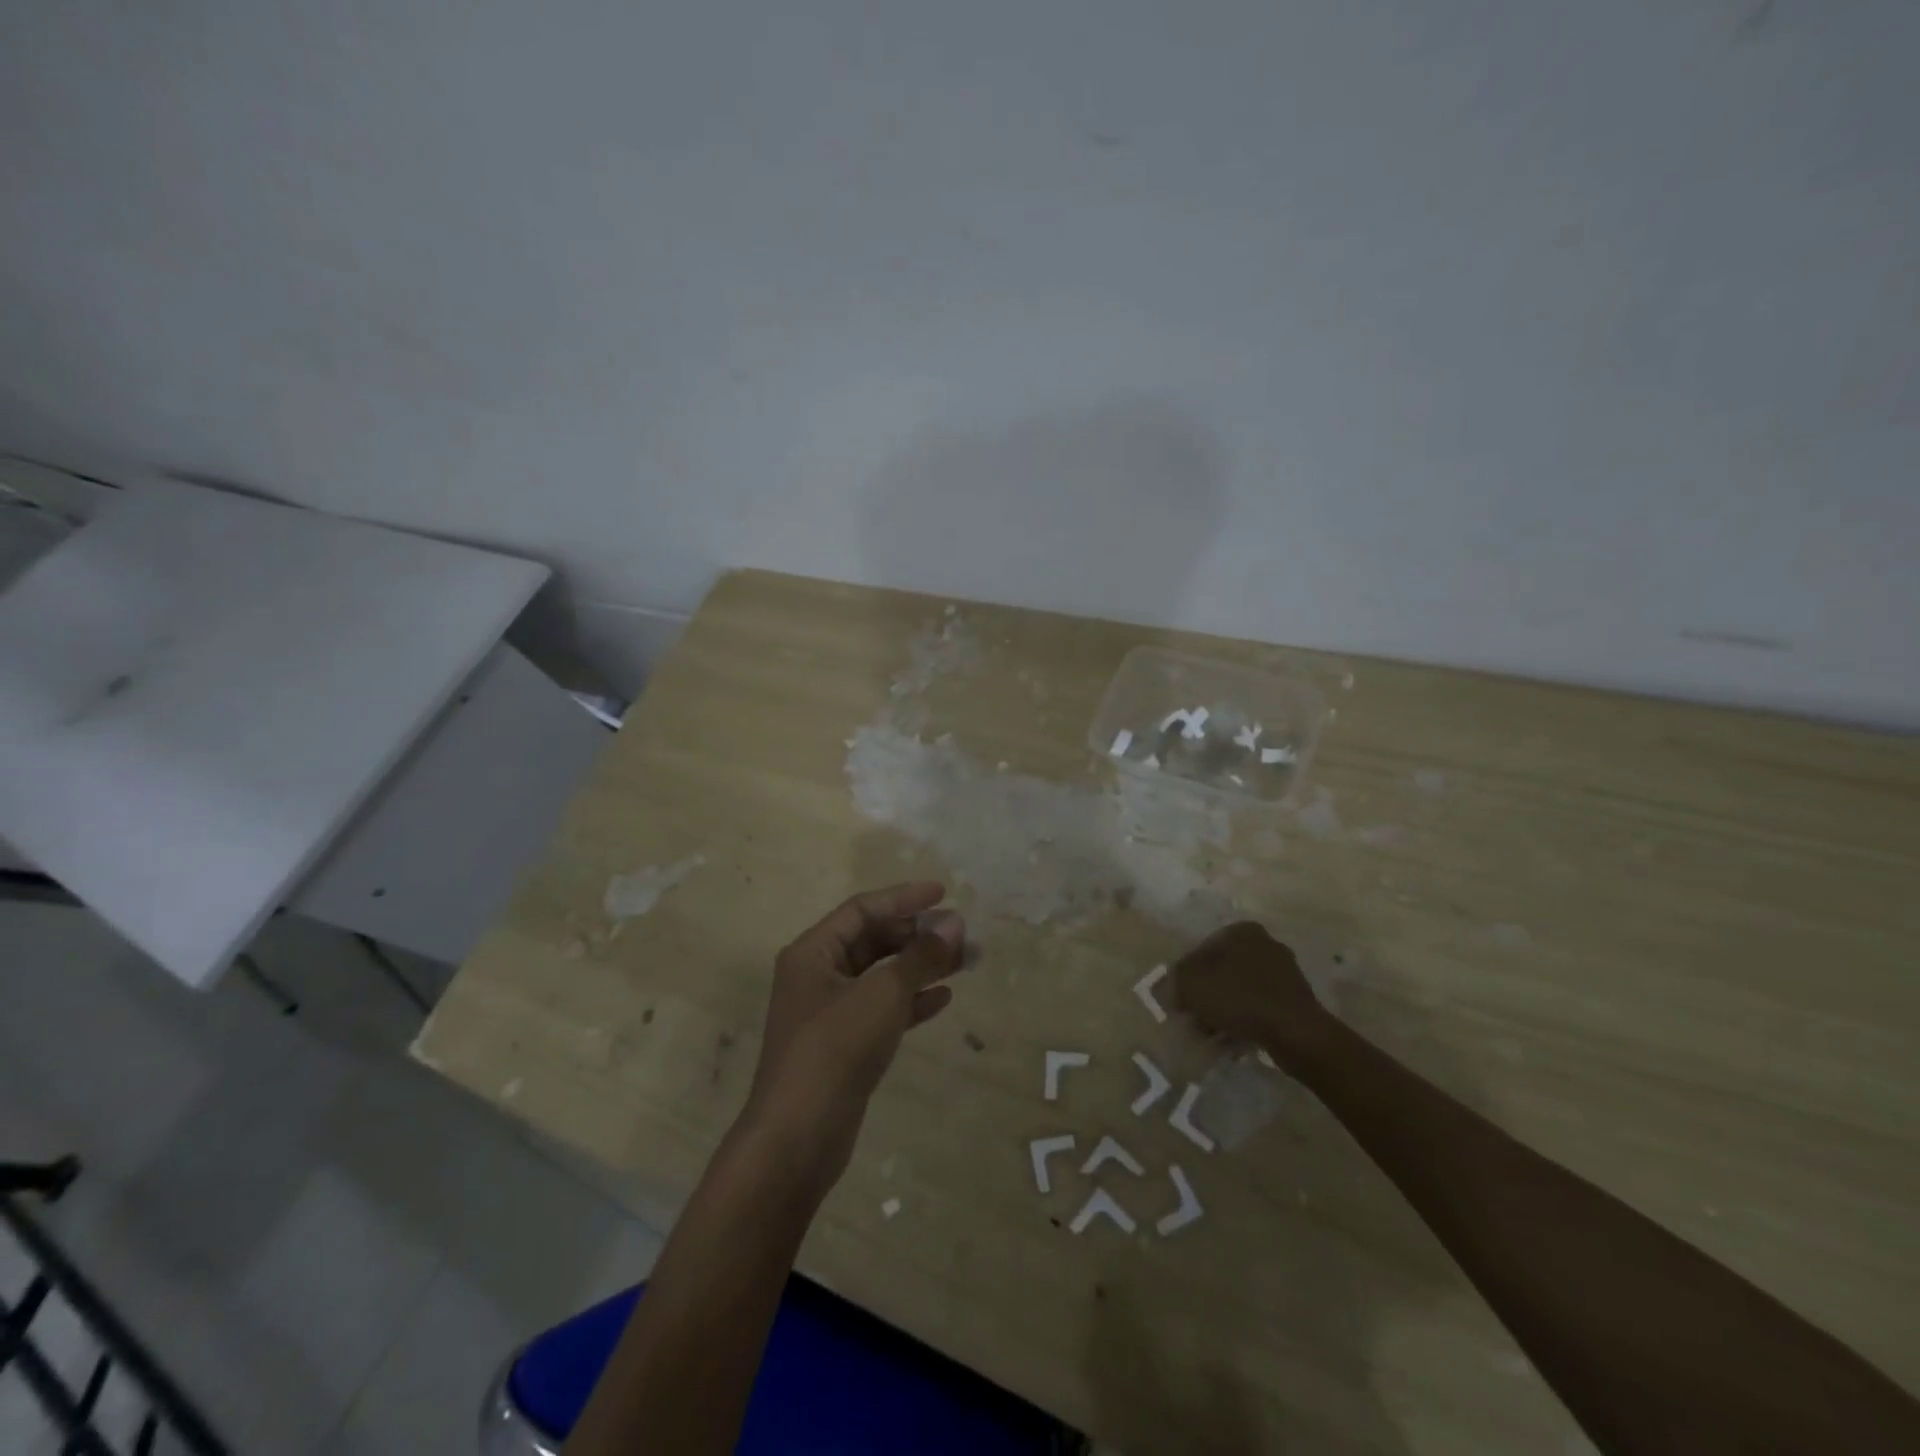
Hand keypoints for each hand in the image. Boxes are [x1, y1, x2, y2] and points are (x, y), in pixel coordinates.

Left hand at [739, 882, 964, 1190]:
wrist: (798, 1139)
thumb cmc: (835, 1050)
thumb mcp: (882, 994)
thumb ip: (920, 956)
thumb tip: (955, 923)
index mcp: (813, 952)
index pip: (862, 910)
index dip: (903, 899)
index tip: (943, 894)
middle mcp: (818, 976)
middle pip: (872, 941)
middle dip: (916, 936)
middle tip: (960, 934)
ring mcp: (830, 1013)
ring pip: (881, 977)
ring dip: (920, 967)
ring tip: (963, 962)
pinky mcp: (844, 1045)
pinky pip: (882, 1010)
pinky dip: (910, 1001)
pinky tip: (943, 998)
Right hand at [1171, 921, 1337, 1073]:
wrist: (1295, 1033)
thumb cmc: (1238, 998)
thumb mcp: (1192, 984)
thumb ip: (1176, 980)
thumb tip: (1174, 986)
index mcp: (1241, 931)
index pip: (1200, 950)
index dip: (1185, 978)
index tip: (1180, 1002)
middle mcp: (1264, 944)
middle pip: (1220, 972)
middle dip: (1205, 997)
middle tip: (1193, 1020)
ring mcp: (1283, 972)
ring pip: (1238, 991)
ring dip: (1222, 1012)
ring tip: (1211, 1036)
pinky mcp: (1294, 1000)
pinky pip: (1258, 1008)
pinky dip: (1244, 1021)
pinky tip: (1233, 1041)